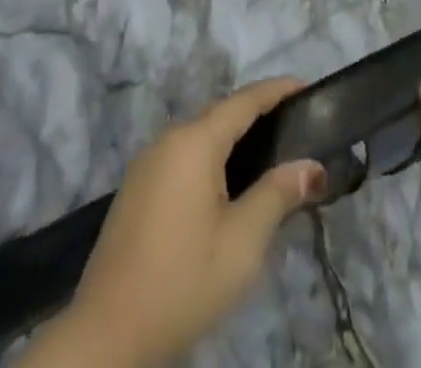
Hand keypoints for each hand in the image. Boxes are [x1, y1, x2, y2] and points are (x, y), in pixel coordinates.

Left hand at [30, 78, 326, 367]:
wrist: (108, 334)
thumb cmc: (183, 280)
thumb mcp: (242, 242)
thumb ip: (278, 195)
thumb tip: (312, 166)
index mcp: (194, 141)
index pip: (244, 100)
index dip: (277, 90)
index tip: (306, 86)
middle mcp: (168, 139)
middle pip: (220, 114)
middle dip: (257, 114)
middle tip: (295, 125)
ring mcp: (148, 163)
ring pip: (200, 136)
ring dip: (232, 138)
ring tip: (269, 154)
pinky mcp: (137, 189)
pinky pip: (183, 157)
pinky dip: (210, 158)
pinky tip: (227, 185)